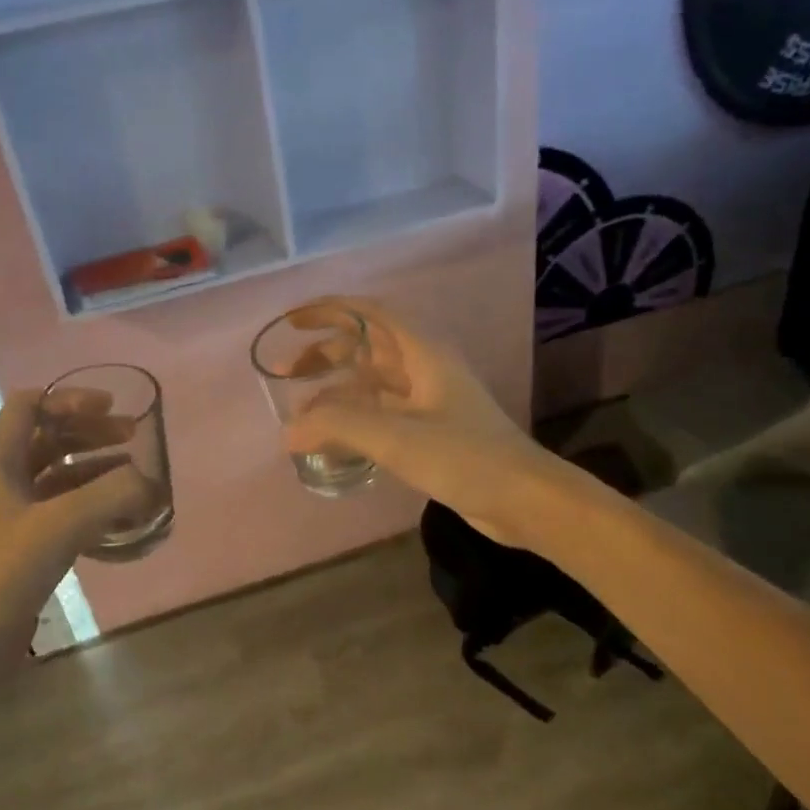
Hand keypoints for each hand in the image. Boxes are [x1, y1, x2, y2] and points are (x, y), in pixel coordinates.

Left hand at [0, 390, 152, 658]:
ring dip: (96, 470)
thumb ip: (112, 495)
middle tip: (134, 438)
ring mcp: (10, 518)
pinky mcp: (22, 551)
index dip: (71, 400)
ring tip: (137, 477)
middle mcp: (0, 481)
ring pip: (58, 478)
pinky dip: (92, 508)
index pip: (30, 405)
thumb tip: (151, 484)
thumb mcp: (59, 525)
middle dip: (91, 433)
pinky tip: (122, 521)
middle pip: (48, 438)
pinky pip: (62, 513)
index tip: (112, 408)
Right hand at [282, 298, 552, 544]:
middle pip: (367, 347)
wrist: (523, 499)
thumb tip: (288, 429)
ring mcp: (428, 401)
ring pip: (372, 383)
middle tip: (285, 372)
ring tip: (299, 410)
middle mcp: (425, 369)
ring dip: (336, 390)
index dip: (331, 310)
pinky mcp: (430, 431)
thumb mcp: (396, 436)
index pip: (371, 314)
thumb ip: (338, 426)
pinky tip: (331, 438)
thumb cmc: (464, 456)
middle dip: (325, 354)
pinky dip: (353, 418)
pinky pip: (381, 413)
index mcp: (423, 353)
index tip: (294, 321)